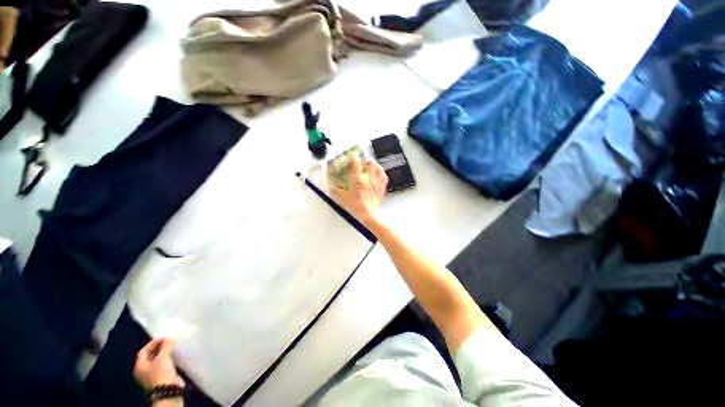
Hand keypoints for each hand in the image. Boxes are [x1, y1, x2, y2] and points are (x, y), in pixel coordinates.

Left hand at [134, 338, 184, 389]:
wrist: (168, 391)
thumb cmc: (161, 373)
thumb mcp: (163, 358)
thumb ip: (166, 347)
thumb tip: (169, 338)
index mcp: (139, 366)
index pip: (143, 351)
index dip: (153, 343)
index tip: (164, 337)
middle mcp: (143, 371)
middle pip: (149, 356)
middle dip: (159, 348)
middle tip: (169, 341)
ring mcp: (152, 376)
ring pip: (157, 361)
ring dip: (164, 354)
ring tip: (173, 347)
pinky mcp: (161, 378)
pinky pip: (163, 366)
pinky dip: (168, 360)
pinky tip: (175, 357)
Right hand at [329, 157, 387, 224]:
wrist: (369, 214)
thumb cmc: (356, 206)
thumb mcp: (342, 198)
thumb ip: (335, 191)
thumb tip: (331, 187)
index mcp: (358, 179)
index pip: (356, 163)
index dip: (354, 157)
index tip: (352, 155)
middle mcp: (368, 178)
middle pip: (370, 162)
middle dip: (366, 159)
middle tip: (363, 160)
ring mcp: (376, 182)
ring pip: (378, 168)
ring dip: (375, 164)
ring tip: (372, 164)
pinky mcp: (381, 187)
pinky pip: (384, 177)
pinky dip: (382, 173)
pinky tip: (380, 173)